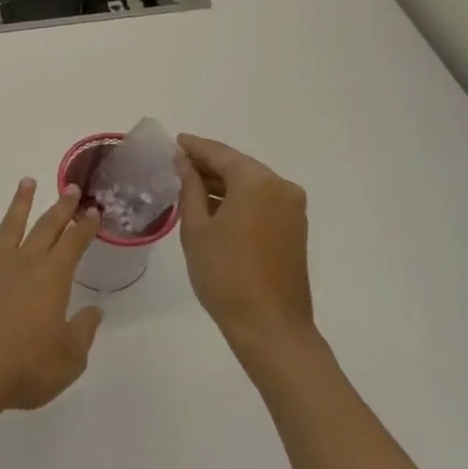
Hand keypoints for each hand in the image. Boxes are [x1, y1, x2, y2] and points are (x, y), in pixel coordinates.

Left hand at [0, 179, 103, 415]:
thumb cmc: (24, 369)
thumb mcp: (69, 359)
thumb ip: (82, 331)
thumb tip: (94, 310)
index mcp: (51, 280)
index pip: (73, 245)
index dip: (85, 227)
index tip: (93, 211)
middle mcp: (23, 264)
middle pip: (44, 228)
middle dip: (60, 207)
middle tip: (69, 187)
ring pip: (9, 227)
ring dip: (19, 204)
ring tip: (27, 182)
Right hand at [174, 134, 315, 368]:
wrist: (270, 327)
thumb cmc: (225, 273)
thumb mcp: (197, 226)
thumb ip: (189, 187)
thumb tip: (183, 161)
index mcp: (257, 181)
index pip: (219, 153)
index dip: (194, 147)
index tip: (173, 141)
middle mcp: (281, 187)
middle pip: (238, 166)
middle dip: (207, 165)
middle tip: (176, 164)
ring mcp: (292, 209)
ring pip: (250, 185)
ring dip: (222, 184)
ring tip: (188, 185)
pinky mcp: (294, 229)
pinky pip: (261, 202)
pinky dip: (237, 199)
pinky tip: (213, 206)